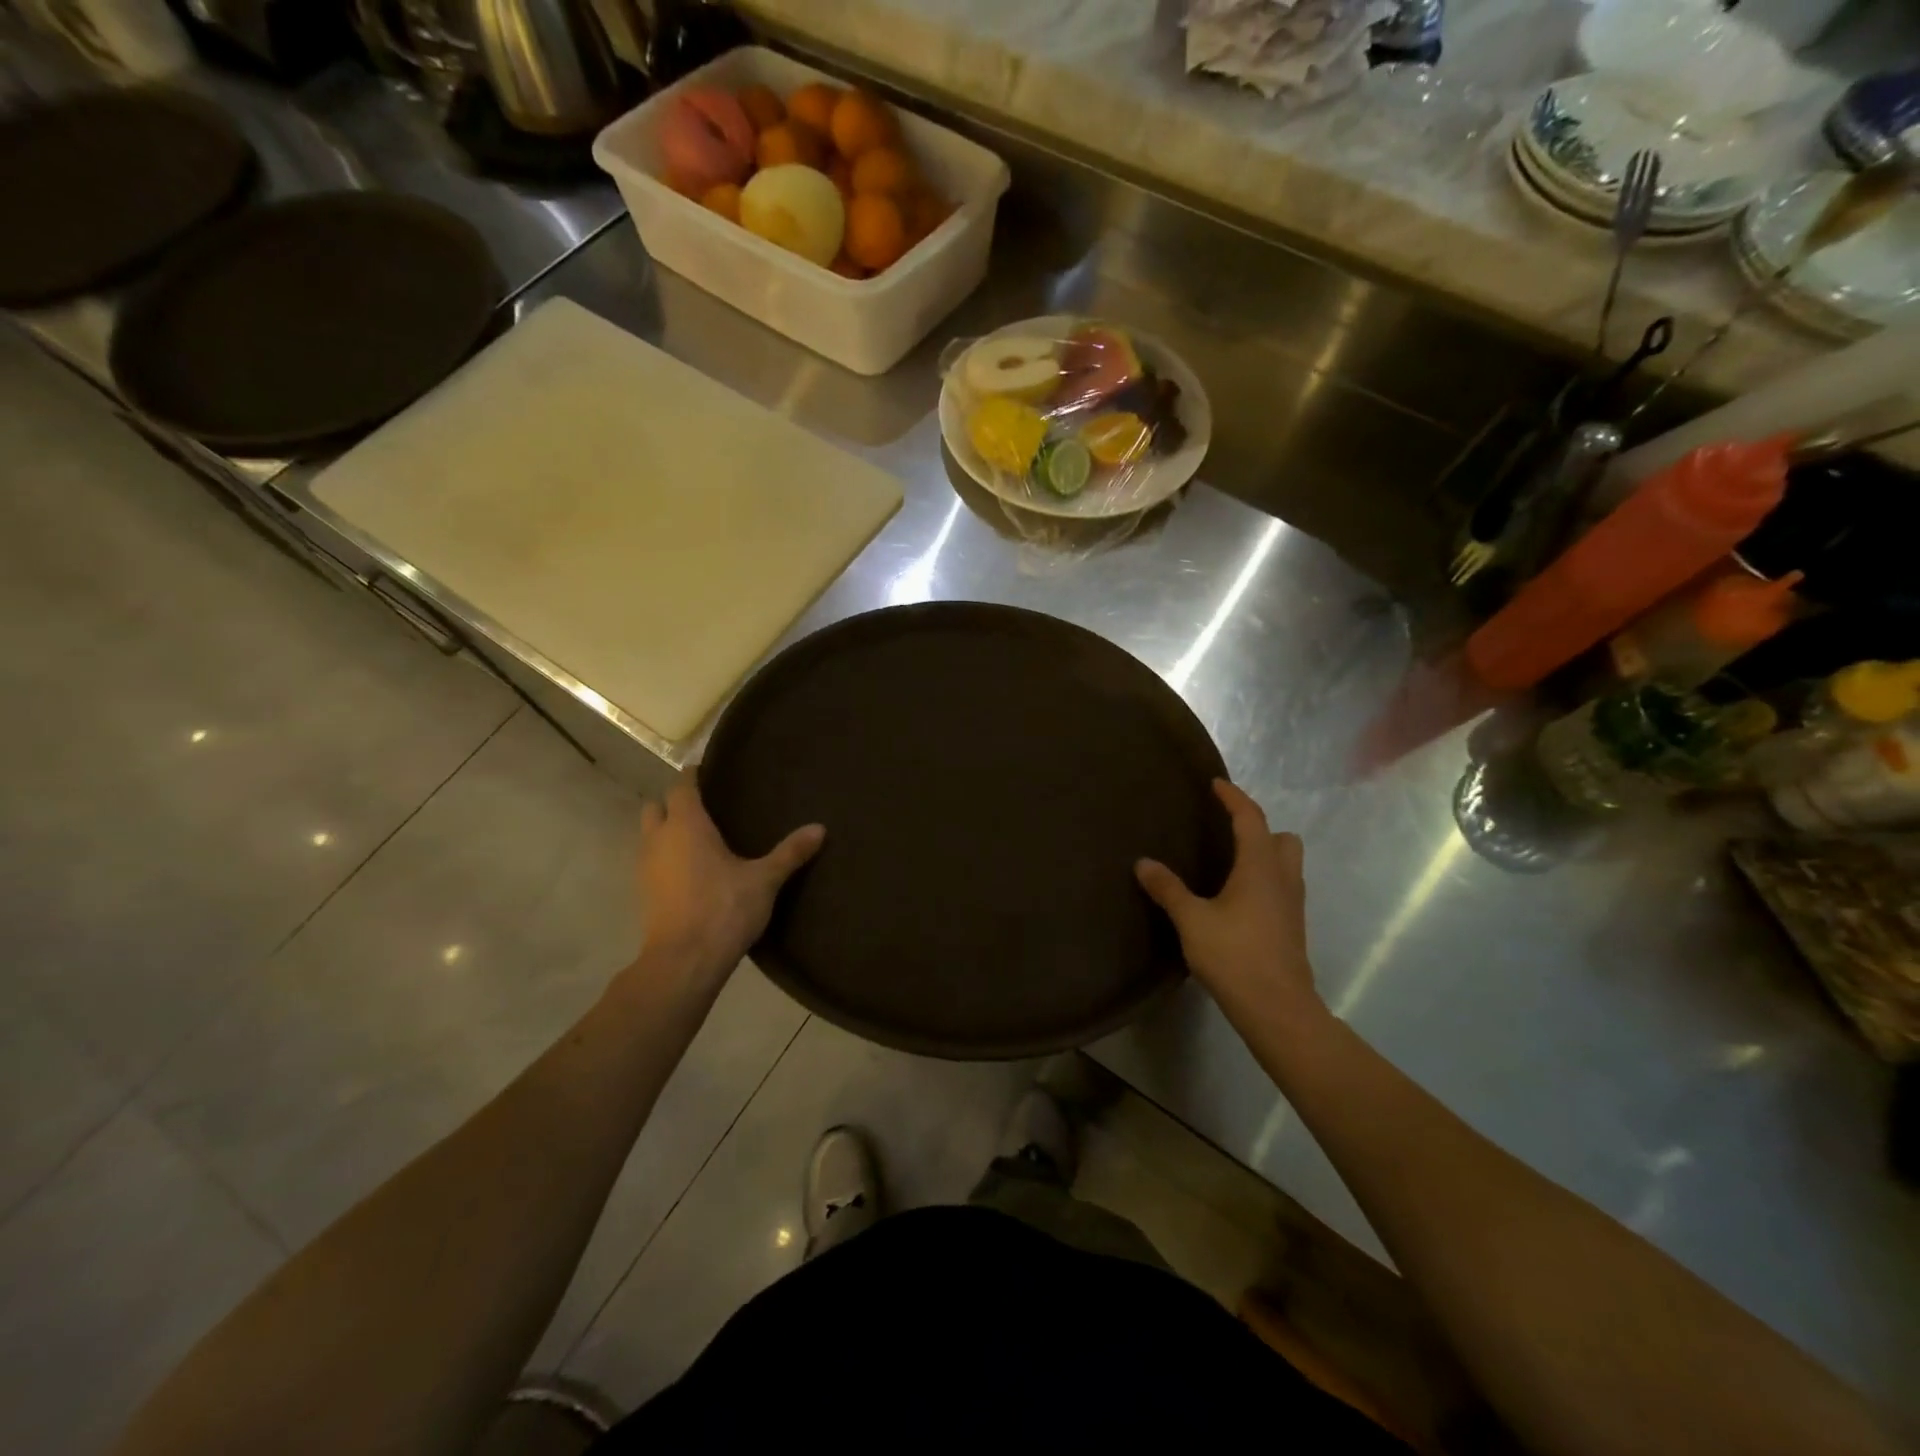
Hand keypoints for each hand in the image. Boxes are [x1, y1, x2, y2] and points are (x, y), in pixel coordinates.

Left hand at [634, 778, 823, 988]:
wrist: (684, 961)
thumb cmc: (724, 909)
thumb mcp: (765, 880)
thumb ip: (790, 853)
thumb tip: (820, 828)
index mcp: (686, 825)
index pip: (682, 786)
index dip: (693, 776)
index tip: (708, 772)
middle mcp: (659, 839)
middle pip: (656, 807)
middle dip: (674, 804)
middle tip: (705, 809)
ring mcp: (646, 867)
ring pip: (649, 836)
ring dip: (666, 832)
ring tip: (699, 840)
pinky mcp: (644, 894)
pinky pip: (651, 862)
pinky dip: (666, 858)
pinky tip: (691, 871)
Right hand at [1135, 780, 1323, 1031]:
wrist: (1277, 1008)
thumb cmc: (1235, 955)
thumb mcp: (1192, 920)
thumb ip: (1168, 889)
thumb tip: (1143, 863)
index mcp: (1260, 867)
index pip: (1251, 819)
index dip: (1234, 798)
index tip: (1216, 785)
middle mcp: (1283, 879)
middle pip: (1283, 839)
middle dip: (1260, 829)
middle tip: (1228, 833)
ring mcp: (1292, 905)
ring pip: (1287, 865)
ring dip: (1264, 855)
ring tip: (1229, 865)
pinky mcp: (1292, 928)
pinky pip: (1282, 888)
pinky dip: (1263, 881)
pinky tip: (1237, 900)